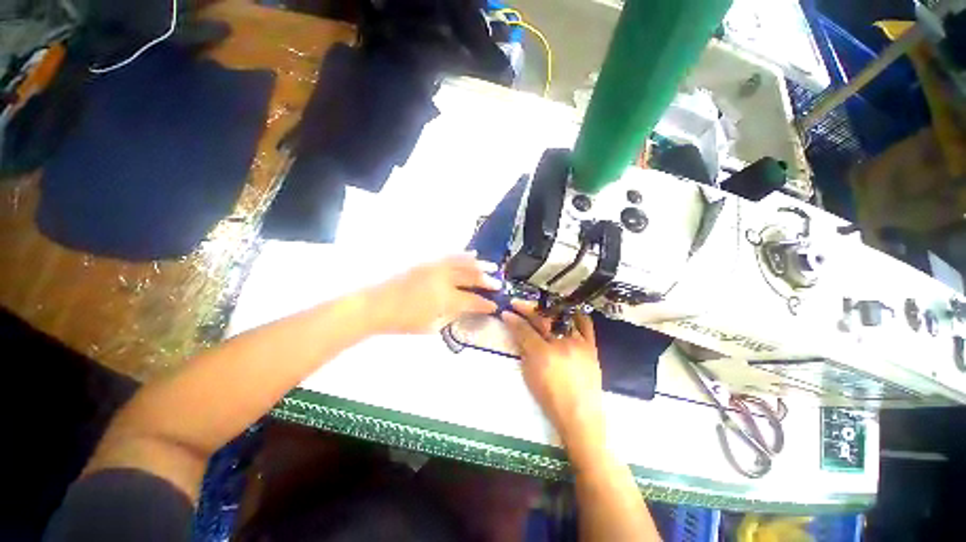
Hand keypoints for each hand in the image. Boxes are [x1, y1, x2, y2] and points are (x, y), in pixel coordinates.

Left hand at [369, 253, 501, 333]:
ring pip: (464, 263)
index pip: (472, 301)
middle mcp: (444, 280)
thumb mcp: (430, 326)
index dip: (485, 304)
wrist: (376, 305)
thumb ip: (450, 316)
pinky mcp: (428, 261)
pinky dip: (463, 255)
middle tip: (498, 284)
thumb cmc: (402, 321)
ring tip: (493, 266)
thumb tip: (463, 309)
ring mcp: (436, 267)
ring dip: (480, 265)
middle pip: (472, 278)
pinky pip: (450, 255)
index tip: (494, 305)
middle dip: (487, 282)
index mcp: (445, 299)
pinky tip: (472, 254)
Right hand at [501, 301, 605, 448]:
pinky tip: (567, 311)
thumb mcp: (529, 375)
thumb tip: (518, 333)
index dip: (513, 319)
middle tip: (518, 304)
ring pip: (562, 317)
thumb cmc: (550, 399)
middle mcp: (561, 344)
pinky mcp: (591, 346)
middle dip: (527, 309)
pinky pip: (585, 324)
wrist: (580, 415)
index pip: (524, 329)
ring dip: (548, 309)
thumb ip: (524, 351)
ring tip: (539, 307)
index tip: (506, 313)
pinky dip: (576, 315)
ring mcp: (579, 343)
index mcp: (543, 354)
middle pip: (542, 319)